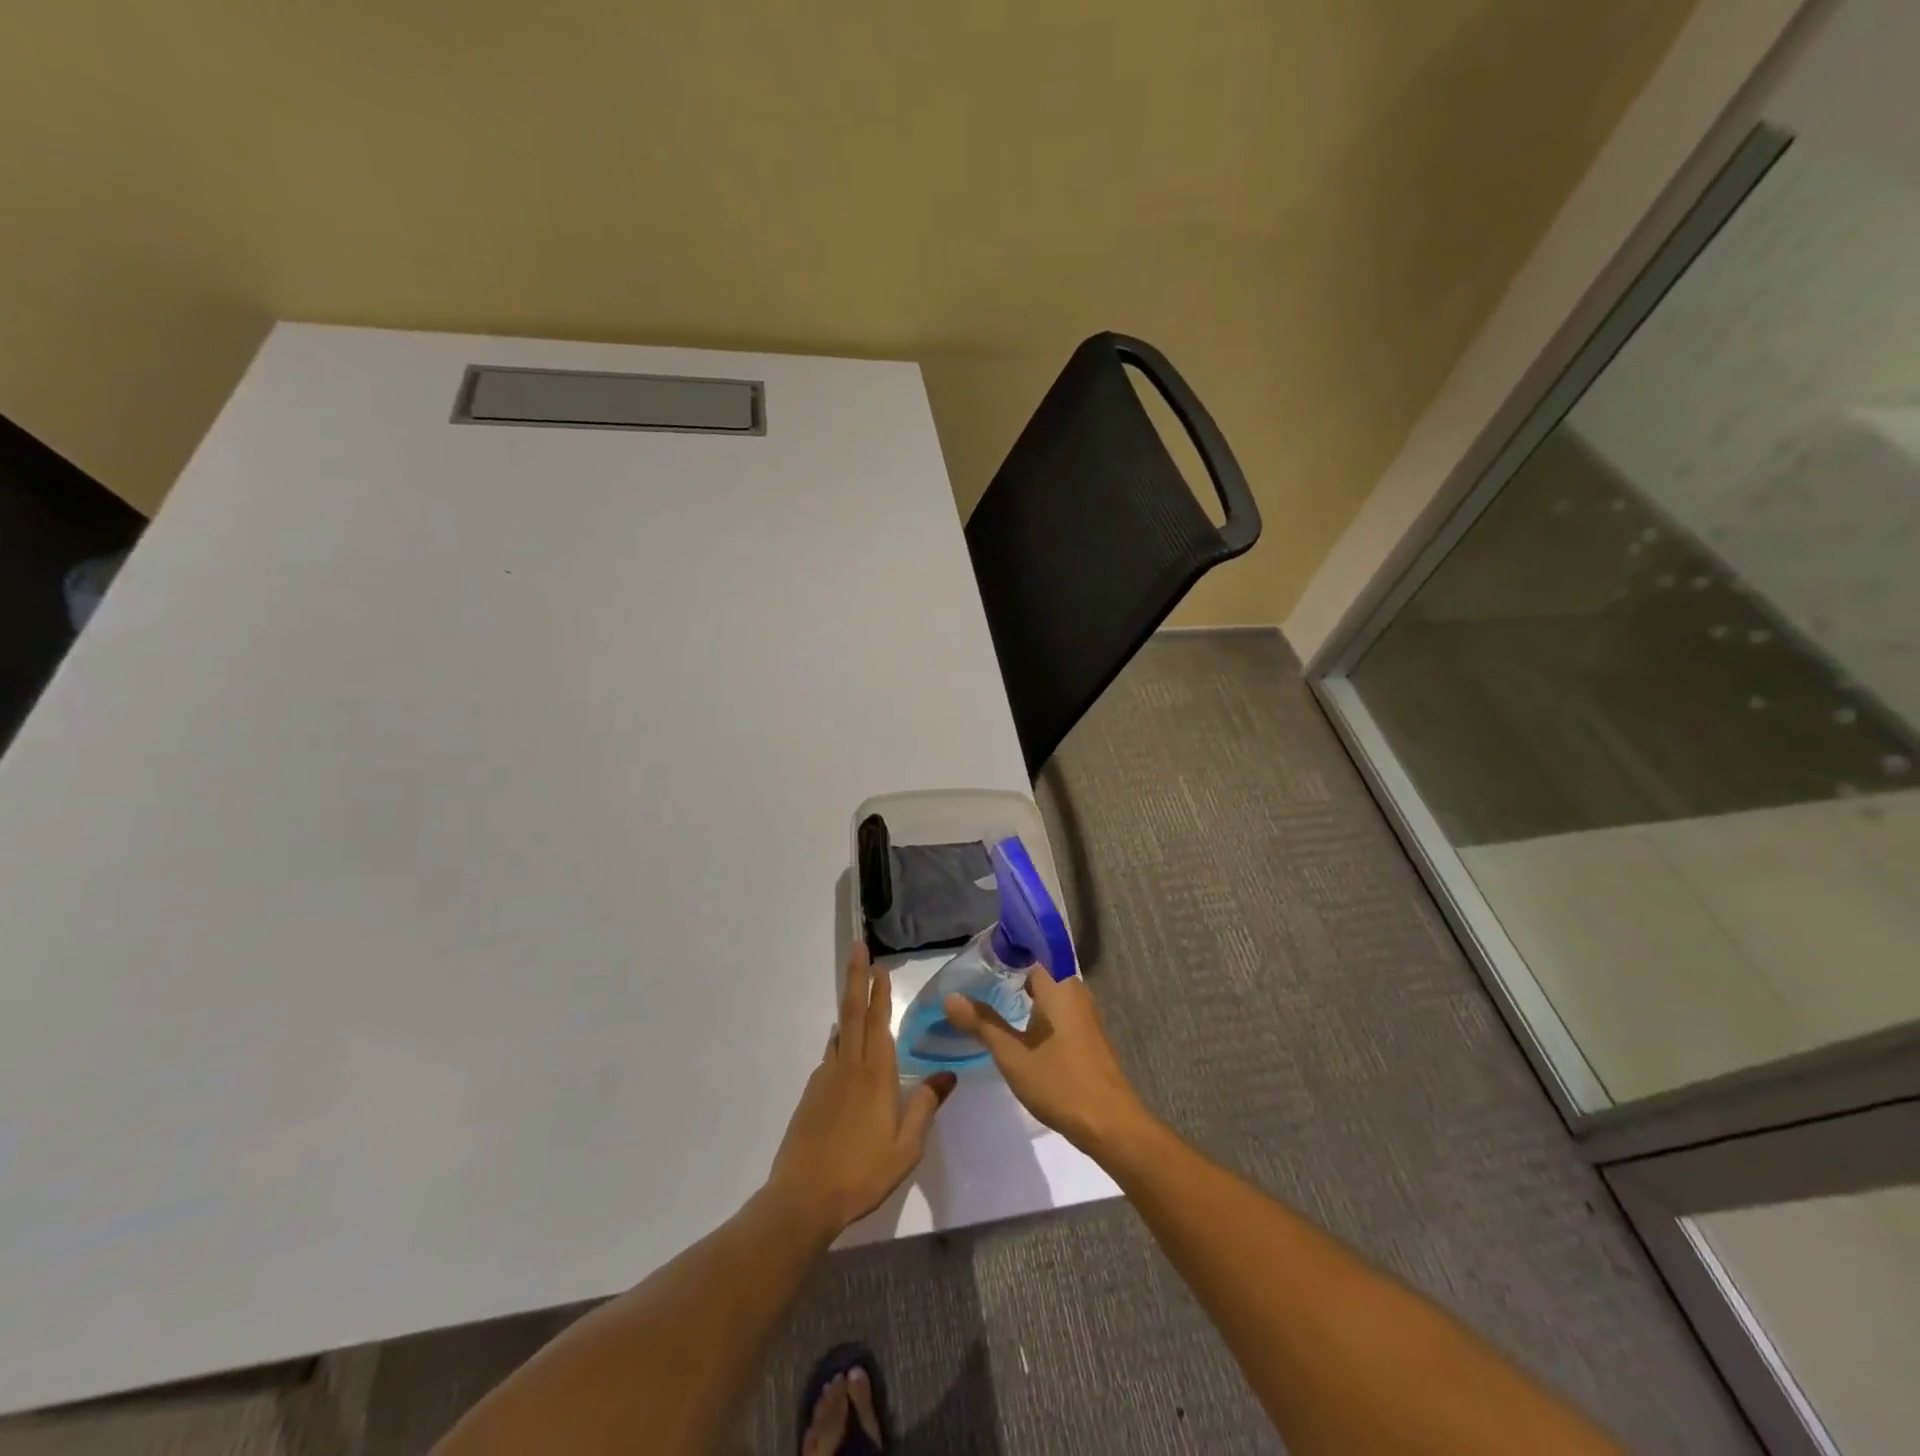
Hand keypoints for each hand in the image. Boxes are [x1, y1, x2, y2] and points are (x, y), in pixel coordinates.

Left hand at [767, 944, 956, 1237]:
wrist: (803, 1199)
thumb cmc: (862, 1172)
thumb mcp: (906, 1147)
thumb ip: (925, 1106)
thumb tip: (948, 1074)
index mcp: (875, 1075)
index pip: (878, 1022)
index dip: (879, 992)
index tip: (879, 965)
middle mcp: (848, 1067)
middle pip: (852, 1013)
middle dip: (855, 978)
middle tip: (857, 949)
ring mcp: (826, 1079)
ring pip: (840, 1033)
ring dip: (849, 1007)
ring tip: (856, 993)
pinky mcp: (811, 1096)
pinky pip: (830, 1056)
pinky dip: (839, 1041)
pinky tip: (843, 1049)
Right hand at [943, 969, 1147, 1155]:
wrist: (1109, 1125)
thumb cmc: (1060, 1083)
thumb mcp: (1012, 1055)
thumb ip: (982, 1023)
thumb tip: (951, 997)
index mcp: (1059, 987)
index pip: (1030, 952)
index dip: (1005, 950)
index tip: (979, 955)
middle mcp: (1075, 992)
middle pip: (1039, 972)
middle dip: (1010, 974)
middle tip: (976, 980)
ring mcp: (1084, 1014)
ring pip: (1048, 993)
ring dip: (1023, 995)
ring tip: (989, 1000)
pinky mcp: (1087, 1035)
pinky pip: (1057, 1010)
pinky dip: (1036, 1012)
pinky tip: (1017, 1027)